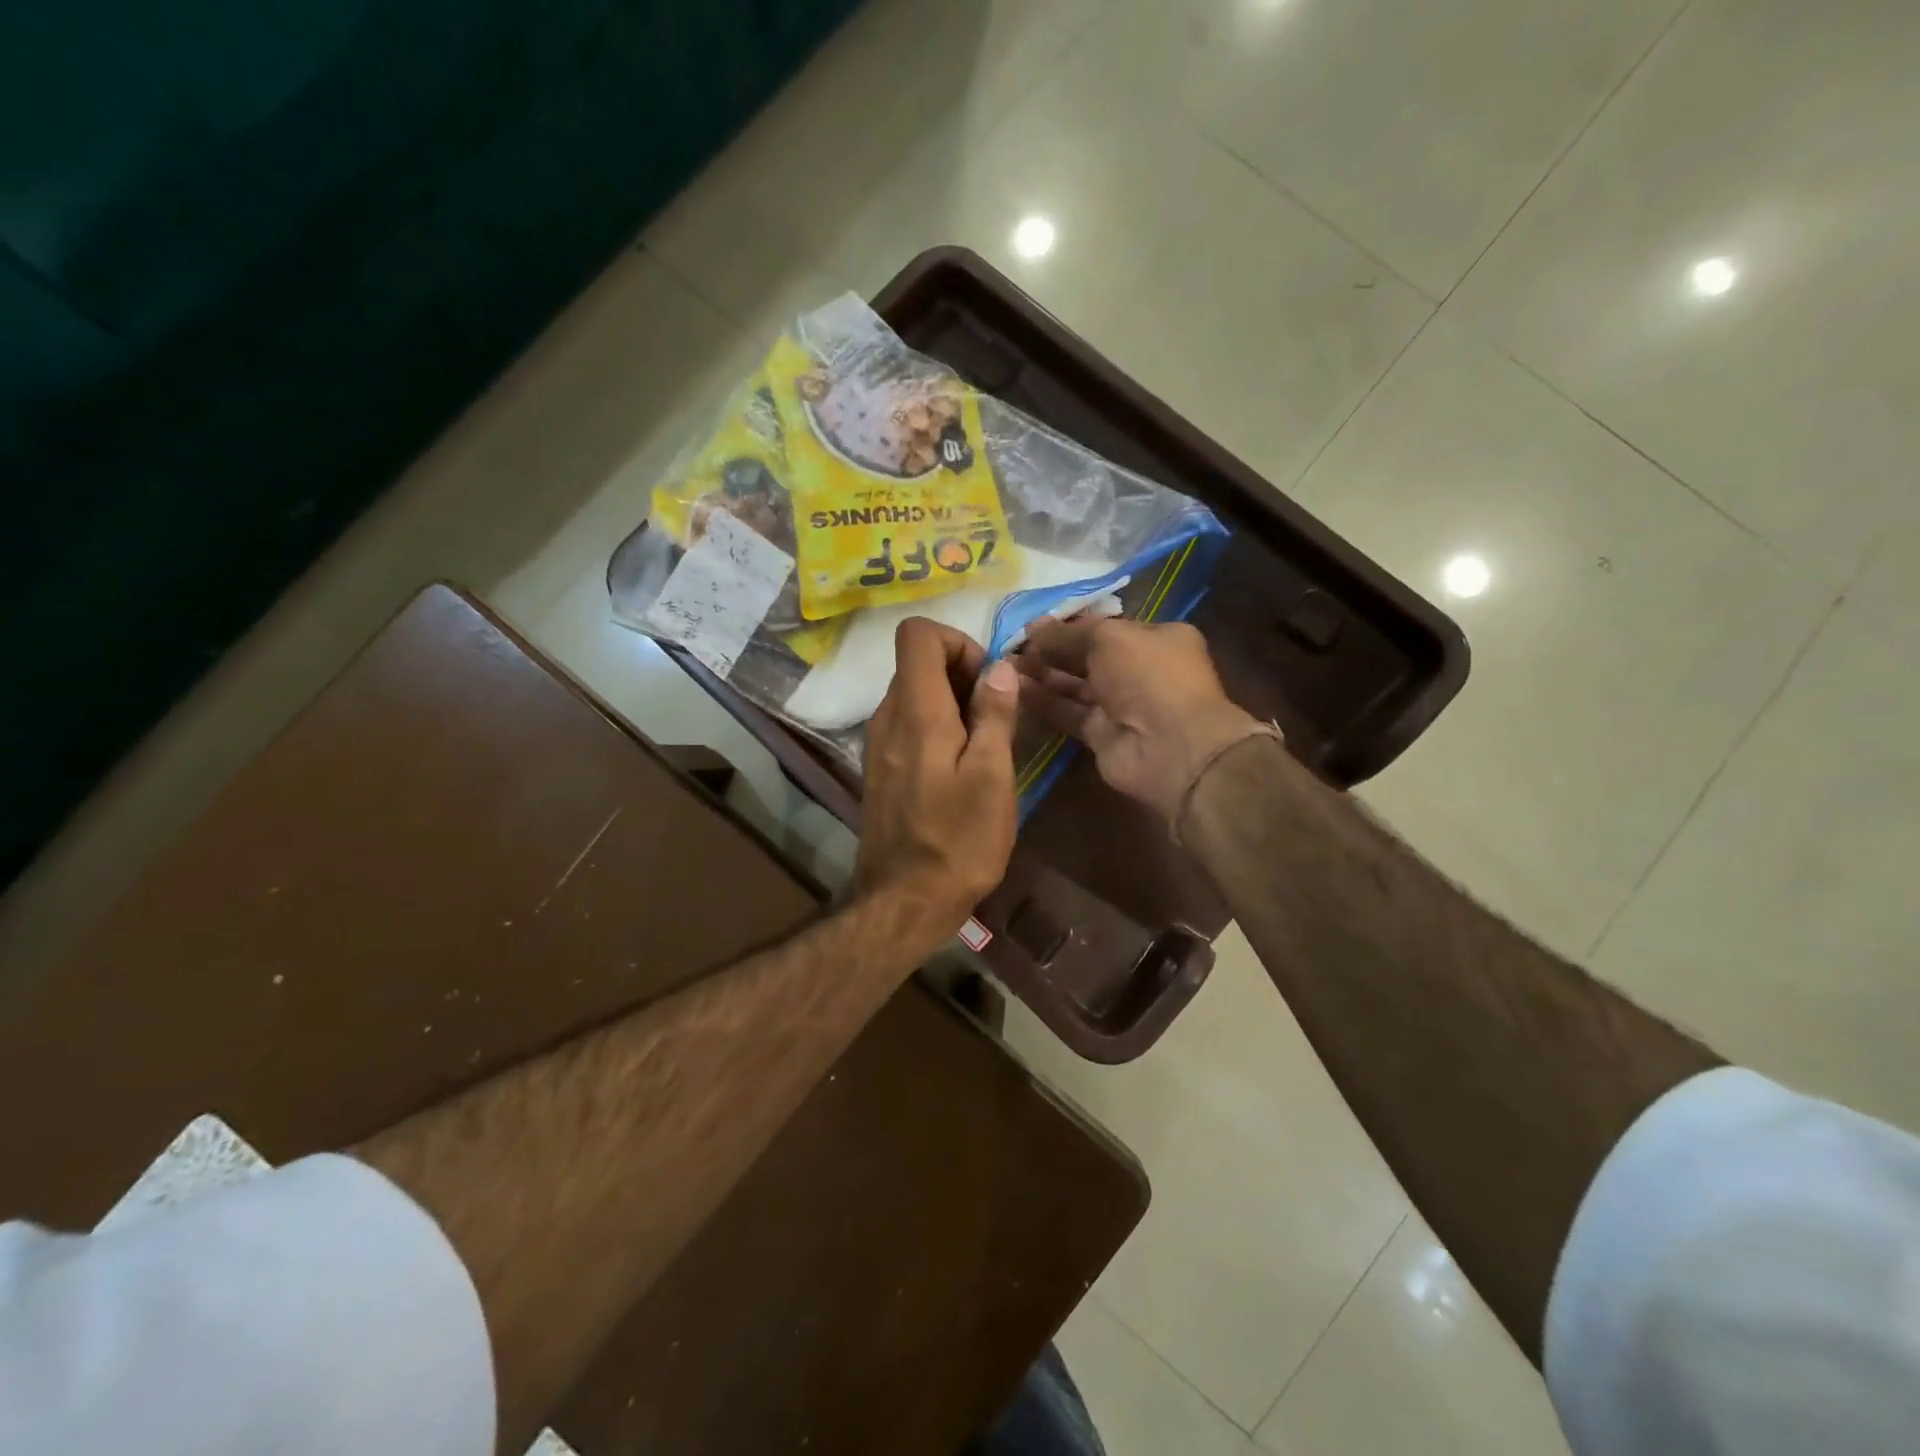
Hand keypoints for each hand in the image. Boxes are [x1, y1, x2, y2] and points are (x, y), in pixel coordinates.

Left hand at [853, 617, 1019, 960]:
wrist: (904, 901)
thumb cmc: (958, 840)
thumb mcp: (991, 776)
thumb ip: (994, 714)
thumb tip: (999, 666)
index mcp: (915, 710)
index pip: (918, 633)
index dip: (958, 641)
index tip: (986, 681)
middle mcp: (887, 717)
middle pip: (918, 663)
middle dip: (962, 675)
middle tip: (996, 719)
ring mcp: (878, 744)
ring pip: (915, 695)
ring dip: (953, 705)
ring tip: (984, 749)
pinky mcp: (881, 768)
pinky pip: (908, 726)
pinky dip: (937, 729)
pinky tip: (961, 770)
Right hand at [1015, 618, 1266, 824]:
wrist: (1171, 747)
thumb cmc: (1149, 677)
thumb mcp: (1109, 638)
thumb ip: (1069, 633)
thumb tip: (1034, 628)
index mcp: (1155, 638)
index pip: (1105, 627)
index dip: (1068, 625)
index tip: (1031, 625)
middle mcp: (1138, 670)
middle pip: (1087, 656)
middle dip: (1051, 649)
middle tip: (1011, 645)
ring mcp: (1120, 705)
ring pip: (1074, 685)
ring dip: (1042, 674)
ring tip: (1004, 664)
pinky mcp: (1101, 735)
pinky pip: (1067, 712)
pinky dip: (1043, 701)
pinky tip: (1014, 689)